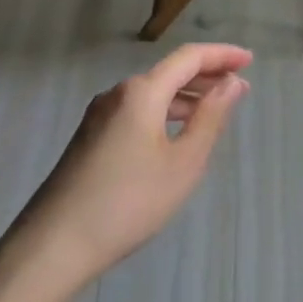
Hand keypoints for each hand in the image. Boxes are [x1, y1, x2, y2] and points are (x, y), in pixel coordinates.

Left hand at [0, 43, 252, 301]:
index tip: (250, 60)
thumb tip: (232, 82)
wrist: (53, 246)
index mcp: (141, 91)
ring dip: (185, 97)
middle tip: (238, 86)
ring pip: (152, 94)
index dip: (222, 55)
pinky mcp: (89, 139)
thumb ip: (210, 118)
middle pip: (169, 72)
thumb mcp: (183, 163)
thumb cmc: (128, 202)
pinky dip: (164, 113)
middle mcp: (118, 94)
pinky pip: (136, 112)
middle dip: (206, 75)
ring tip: (213, 111)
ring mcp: (99, 116)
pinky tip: (174, 136)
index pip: (189, 57)